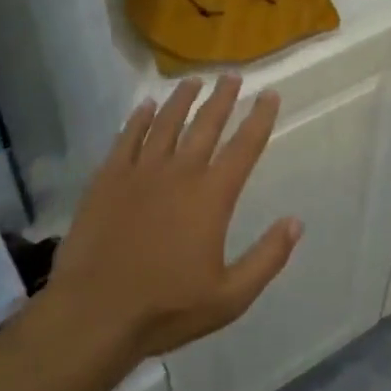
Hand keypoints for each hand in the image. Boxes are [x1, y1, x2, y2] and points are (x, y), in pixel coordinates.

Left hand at [46, 74, 300, 362]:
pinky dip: (138, 119)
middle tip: (232, 76)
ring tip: (193, 81)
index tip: (270, 95)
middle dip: (223, 98)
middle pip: (206, 124)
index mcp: (212, 196)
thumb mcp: (230, 296)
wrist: (94, 314)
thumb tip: (296, 222)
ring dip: (182, 99)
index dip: (260, 118)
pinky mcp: (108, 179)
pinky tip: (145, 106)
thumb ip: (267, 258)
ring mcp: (140, 172)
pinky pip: (127, 138)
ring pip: (166, 123)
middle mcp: (180, 172)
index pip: (244, 146)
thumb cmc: (166, 308)